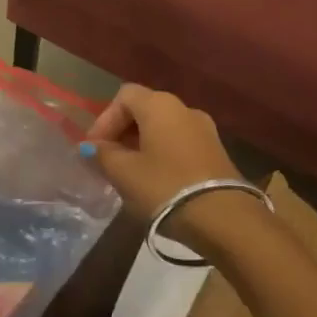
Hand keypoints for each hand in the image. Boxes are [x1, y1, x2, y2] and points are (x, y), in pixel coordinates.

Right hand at [82, 85, 242, 220]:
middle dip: (121, 133)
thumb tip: (91, 147)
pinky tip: (154, 181)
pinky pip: (179, 144)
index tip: (94, 149)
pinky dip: (161, 155)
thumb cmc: (165, 187)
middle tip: (107, 161)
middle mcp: (184, 109)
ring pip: (162, 129)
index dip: (104, 119)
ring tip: (128, 174)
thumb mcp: (124, 173)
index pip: (124, 96)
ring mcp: (205, 130)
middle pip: (144, 110)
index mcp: (160, 105)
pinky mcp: (217, 153)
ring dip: (141, 145)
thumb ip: (103, 155)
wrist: (225, 220)